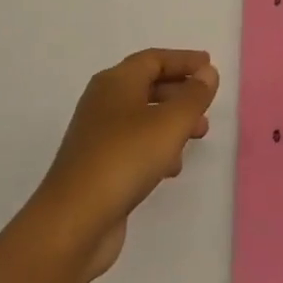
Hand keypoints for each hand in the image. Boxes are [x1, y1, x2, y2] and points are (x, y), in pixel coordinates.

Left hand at [29, 48, 219, 282]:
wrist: (73, 223)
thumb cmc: (125, 158)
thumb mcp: (170, 123)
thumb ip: (194, 96)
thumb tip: (208, 72)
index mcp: (116, 82)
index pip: (154, 59)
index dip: (183, 61)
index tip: (209, 66)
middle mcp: (103, 102)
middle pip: (147, 86)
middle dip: (180, 92)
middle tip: (206, 105)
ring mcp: (97, 136)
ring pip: (142, 117)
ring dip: (172, 122)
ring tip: (198, 136)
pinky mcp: (97, 168)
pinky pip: (134, 145)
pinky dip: (157, 147)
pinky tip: (172, 167)